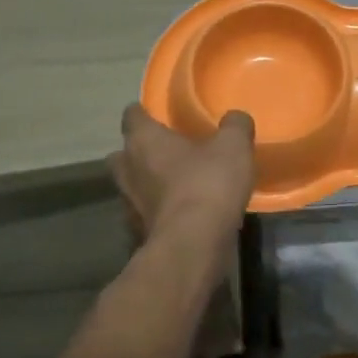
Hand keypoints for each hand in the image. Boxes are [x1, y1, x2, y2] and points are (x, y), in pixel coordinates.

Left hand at [110, 104, 255, 242]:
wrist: (194, 244)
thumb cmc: (208, 184)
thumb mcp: (233, 146)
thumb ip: (235, 126)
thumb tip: (235, 118)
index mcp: (143, 140)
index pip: (131, 116)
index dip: (143, 113)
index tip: (156, 114)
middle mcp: (128, 169)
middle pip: (122, 154)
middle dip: (138, 151)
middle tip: (164, 151)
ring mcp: (129, 204)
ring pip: (131, 186)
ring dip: (146, 184)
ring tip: (174, 184)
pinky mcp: (138, 232)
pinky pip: (144, 214)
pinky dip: (157, 211)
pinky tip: (179, 213)